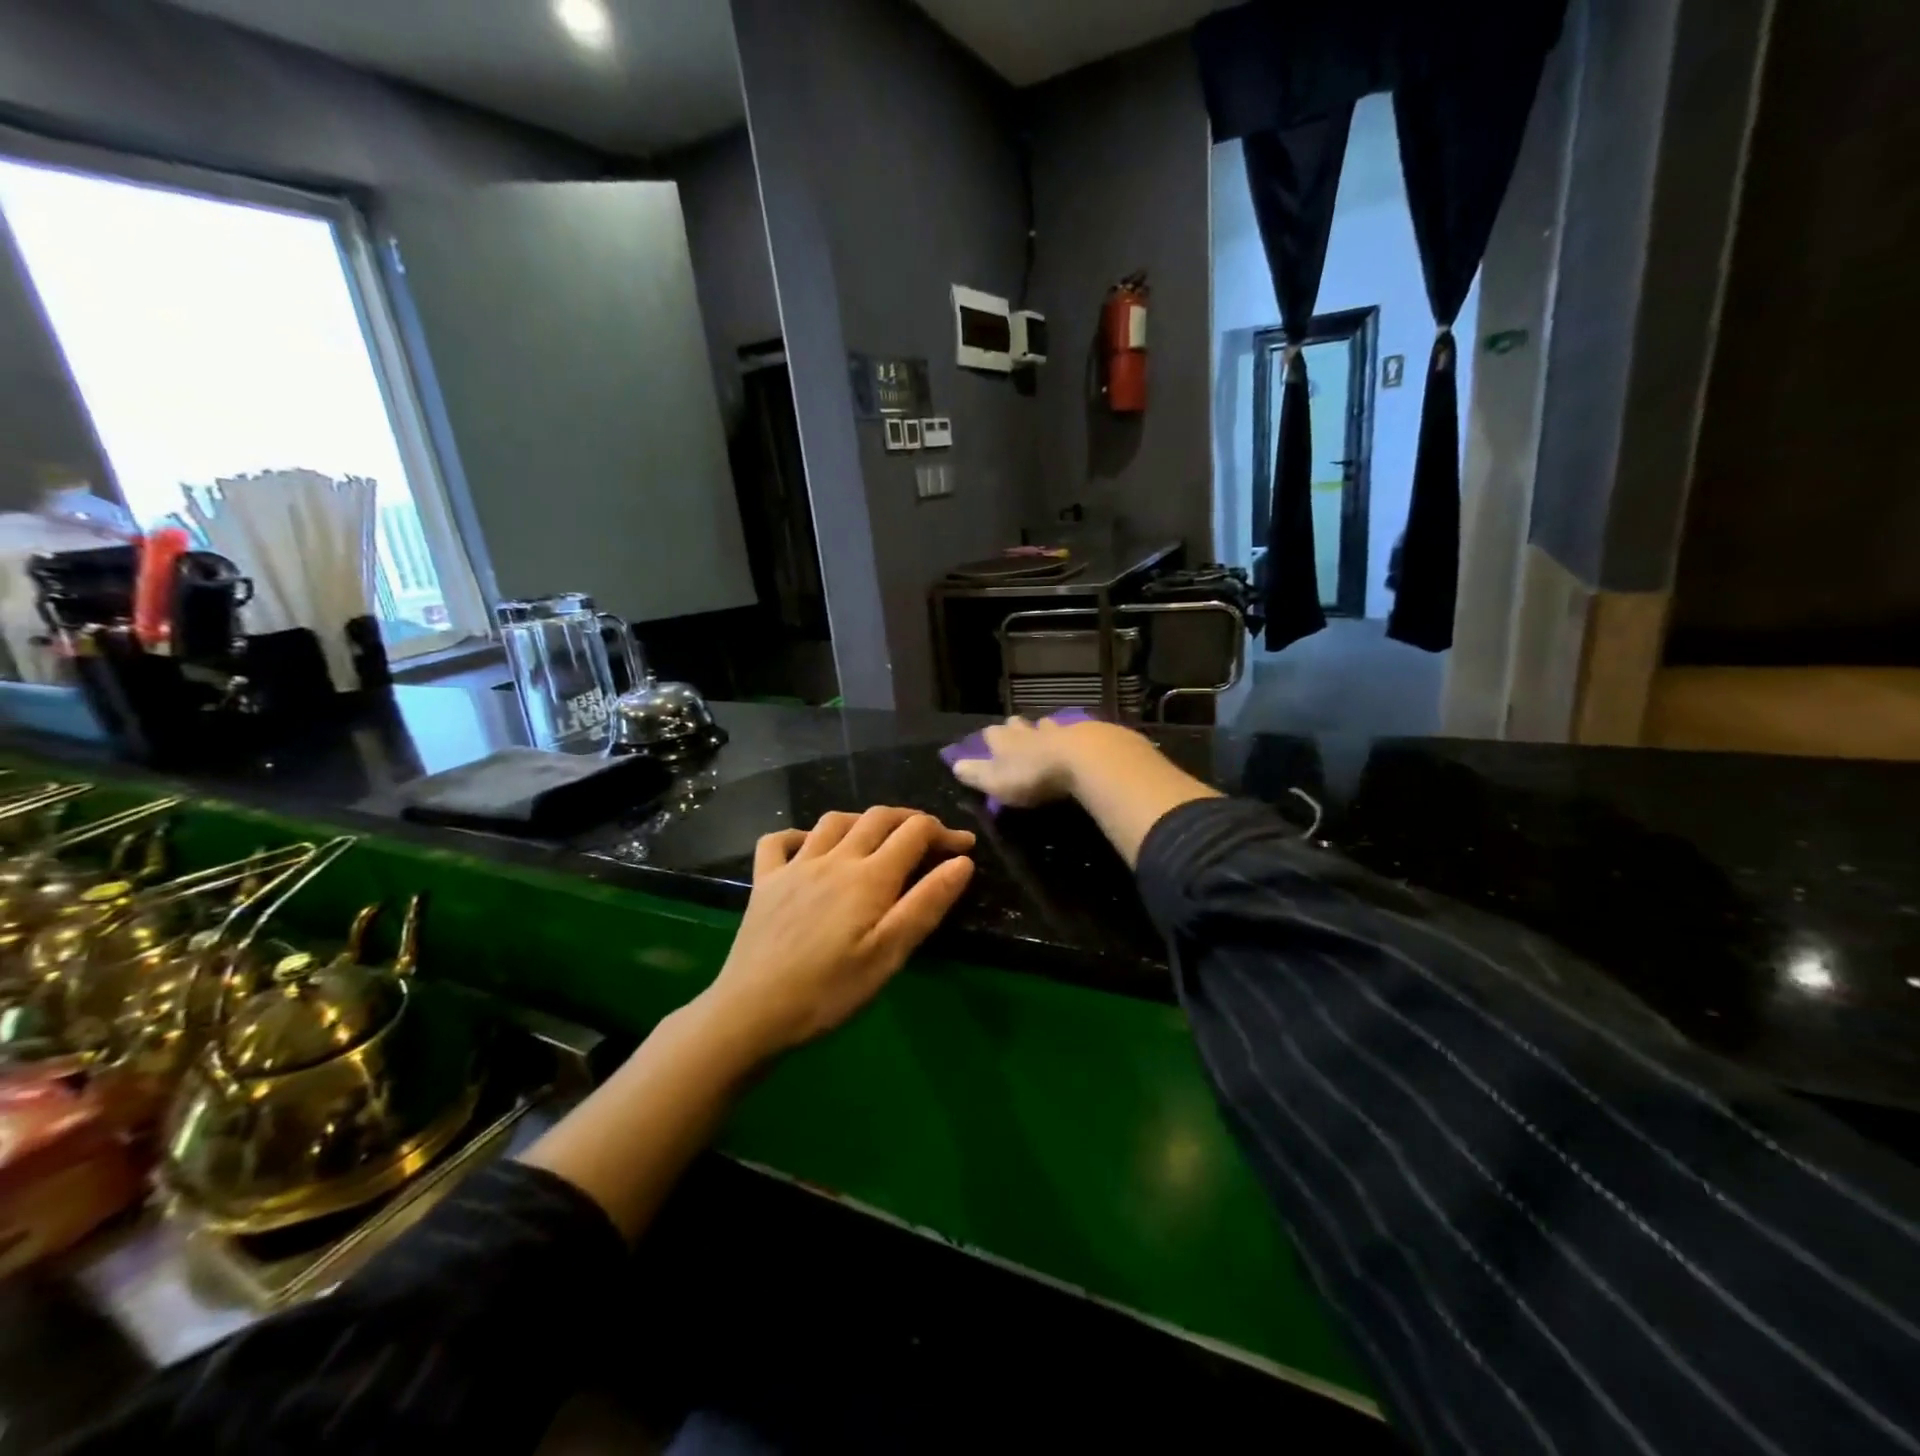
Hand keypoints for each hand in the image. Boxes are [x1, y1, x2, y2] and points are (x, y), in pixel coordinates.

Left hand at [696, 806, 975, 1060]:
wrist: (754, 1011)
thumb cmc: (830, 990)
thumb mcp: (890, 954)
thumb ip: (927, 903)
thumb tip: (962, 861)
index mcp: (869, 876)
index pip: (915, 833)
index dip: (944, 832)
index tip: (964, 846)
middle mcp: (834, 858)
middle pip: (878, 817)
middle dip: (910, 819)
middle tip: (930, 837)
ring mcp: (795, 866)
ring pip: (833, 821)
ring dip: (863, 820)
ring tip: (878, 836)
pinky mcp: (764, 881)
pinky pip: (779, 841)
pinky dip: (799, 834)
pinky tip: (808, 847)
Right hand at [950, 715, 1138, 807]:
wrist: (1083, 759)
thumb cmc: (1033, 774)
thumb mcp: (997, 781)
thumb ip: (977, 774)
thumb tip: (955, 765)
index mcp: (1005, 741)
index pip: (991, 734)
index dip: (990, 739)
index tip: (989, 742)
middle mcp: (1029, 730)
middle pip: (1019, 725)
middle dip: (1017, 729)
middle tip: (1017, 734)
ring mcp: (1059, 730)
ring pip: (1048, 726)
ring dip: (1045, 731)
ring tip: (1047, 736)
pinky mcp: (1087, 735)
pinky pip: (1076, 734)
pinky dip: (1073, 739)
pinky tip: (1078, 744)